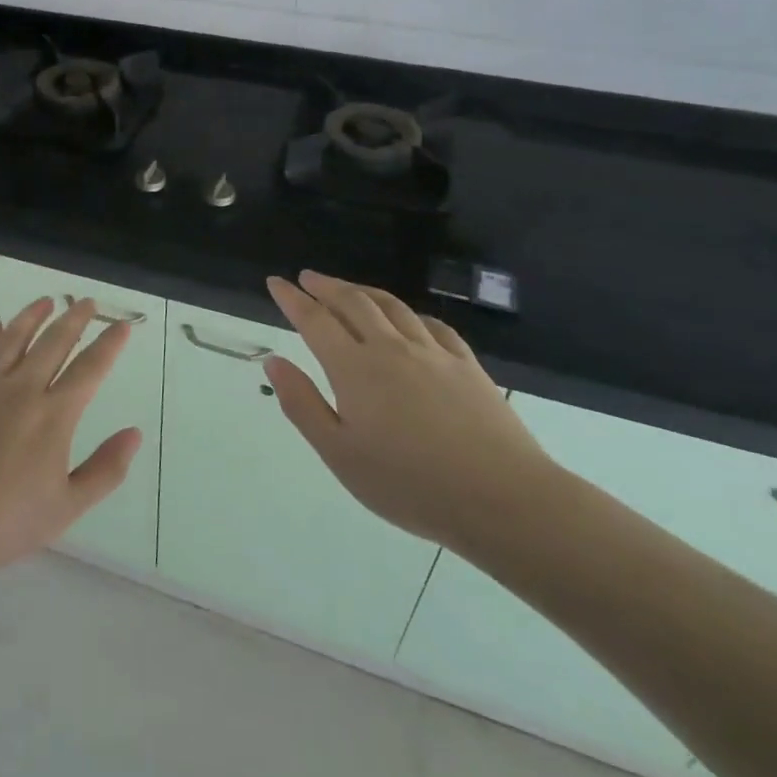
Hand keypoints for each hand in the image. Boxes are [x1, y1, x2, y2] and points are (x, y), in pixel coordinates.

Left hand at [0, 297, 141, 578]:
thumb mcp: (67, 507)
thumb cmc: (4, 522)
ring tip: (46, 301)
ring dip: (32, 316)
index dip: (109, 344)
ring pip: (12, 338)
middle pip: (54, 343)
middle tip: (87, 302)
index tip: (121, 325)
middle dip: (75, 319)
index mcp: (53, 415)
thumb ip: (106, 469)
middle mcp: (21, 389)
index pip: (90, 369)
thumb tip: (135, 433)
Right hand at [264, 270, 557, 552]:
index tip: (276, 282)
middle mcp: (391, 348)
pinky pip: (432, 325)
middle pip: (353, 302)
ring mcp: (433, 353)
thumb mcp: (339, 453)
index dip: (292, 298)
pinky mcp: (467, 365)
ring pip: (392, 306)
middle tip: (308, 277)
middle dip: (326, 286)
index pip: (315, 320)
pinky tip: (408, 319)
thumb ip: (302, 404)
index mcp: (354, 368)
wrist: (502, 499)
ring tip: (348, 288)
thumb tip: (274, 361)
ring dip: (363, 291)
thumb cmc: (409, 484)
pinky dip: (409, 313)